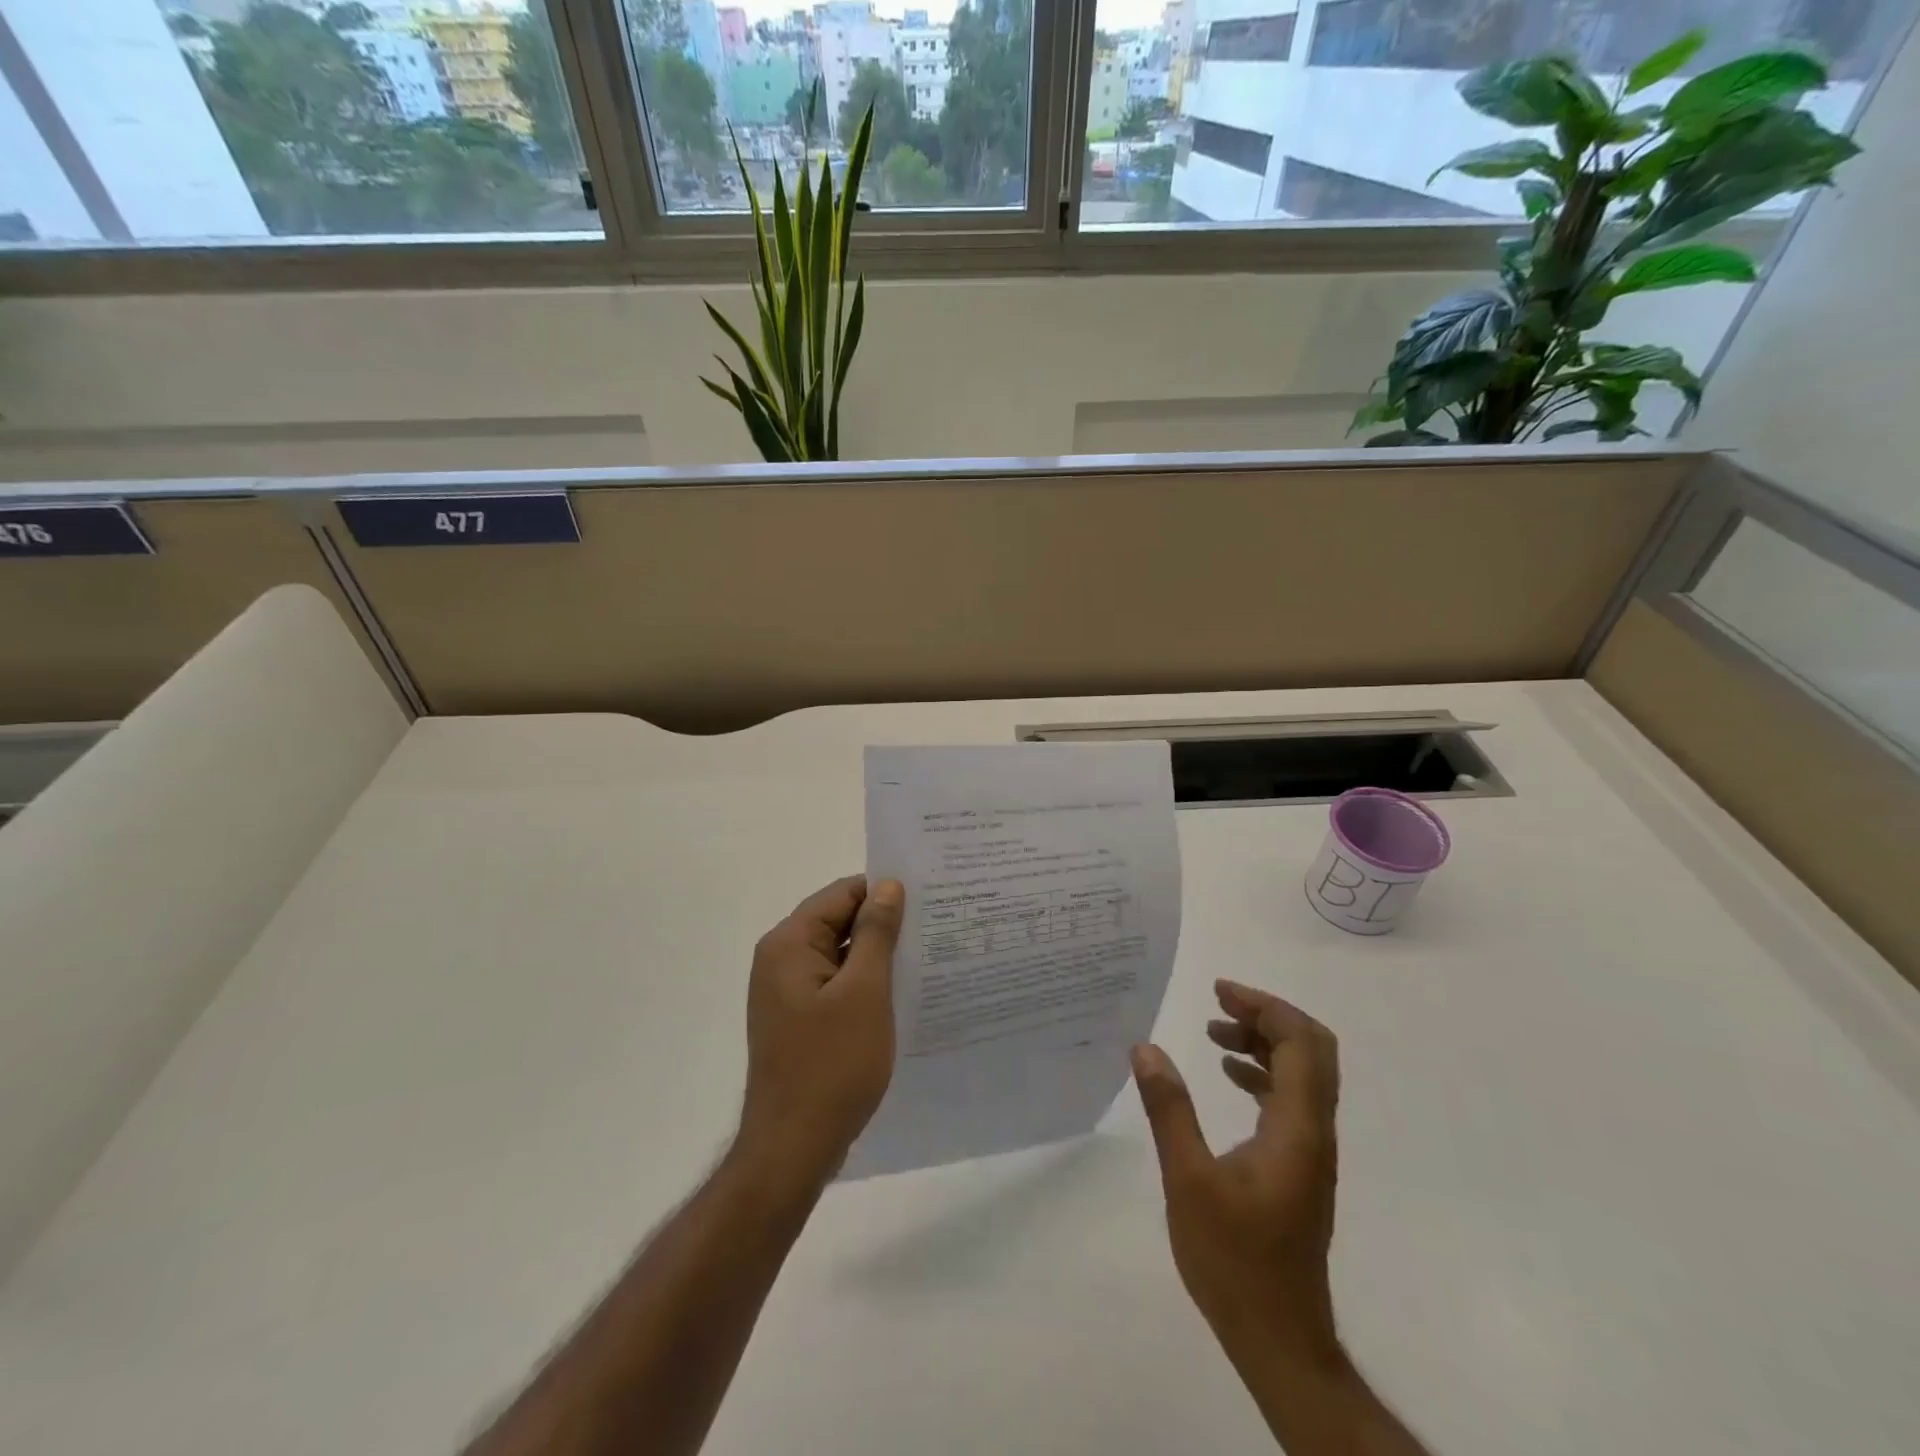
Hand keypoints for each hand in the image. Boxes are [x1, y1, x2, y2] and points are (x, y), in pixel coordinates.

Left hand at [738, 875, 903, 1186]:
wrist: (793, 1148)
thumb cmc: (832, 1064)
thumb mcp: (864, 991)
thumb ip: (876, 932)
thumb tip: (887, 885)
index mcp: (789, 943)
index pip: (841, 894)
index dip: (883, 892)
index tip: (927, 899)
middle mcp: (781, 959)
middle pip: (837, 921)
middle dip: (882, 923)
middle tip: (934, 926)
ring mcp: (786, 992)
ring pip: (839, 954)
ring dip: (876, 955)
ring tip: (926, 956)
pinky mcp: (797, 1019)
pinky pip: (835, 984)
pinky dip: (864, 983)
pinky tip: (899, 992)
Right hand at [1132, 980, 1342, 1366]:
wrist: (1279, 1339)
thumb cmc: (1234, 1259)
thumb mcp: (1188, 1179)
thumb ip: (1169, 1109)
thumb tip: (1145, 1048)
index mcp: (1297, 1128)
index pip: (1301, 1044)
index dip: (1265, 1007)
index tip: (1220, 992)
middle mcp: (1315, 1132)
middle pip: (1312, 1051)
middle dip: (1268, 1017)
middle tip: (1221, 1004)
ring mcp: (1311, 1151)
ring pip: (1303, 1075)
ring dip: (1265, 1044)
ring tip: (1216, 1033)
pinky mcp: (1300, 1167)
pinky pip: (1291, 1100)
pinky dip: (1263, 1074)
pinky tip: (1227, 1076)